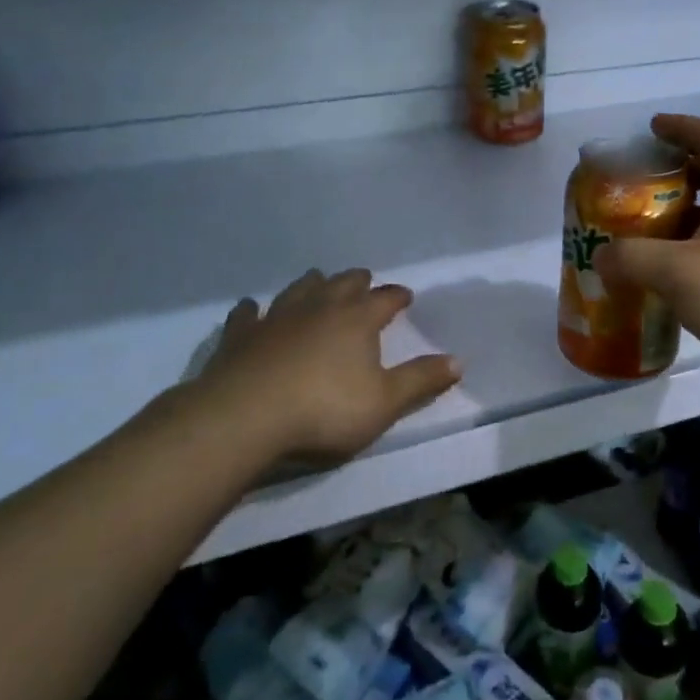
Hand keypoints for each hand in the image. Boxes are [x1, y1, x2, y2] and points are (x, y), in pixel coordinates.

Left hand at [182, 268, 461, 465]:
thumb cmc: (324, 410)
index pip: (385, 299)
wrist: (245, 418)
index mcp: (357, 319)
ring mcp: (277, 317)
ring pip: (299, 289)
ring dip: (313, 284)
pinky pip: (248, 314)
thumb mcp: (384, 403)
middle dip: (358, 281)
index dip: (397, 297)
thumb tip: (458, 361)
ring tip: (318, 282)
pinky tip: (252, 307)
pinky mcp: (240, 336)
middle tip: (364, 282)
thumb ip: (421, 381)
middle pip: (343, 284)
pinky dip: (253, 309)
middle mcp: (319, 308)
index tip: (405, 297)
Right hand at [593, 114, 699, 388]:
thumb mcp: (678, 272)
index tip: (652, 128)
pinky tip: (674, 272)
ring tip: (649, 229)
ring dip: (686, 212)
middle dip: (678, 171)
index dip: (681, 127)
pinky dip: (696, 244)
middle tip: (642, 183)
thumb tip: (602, 256)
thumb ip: (632, 258)